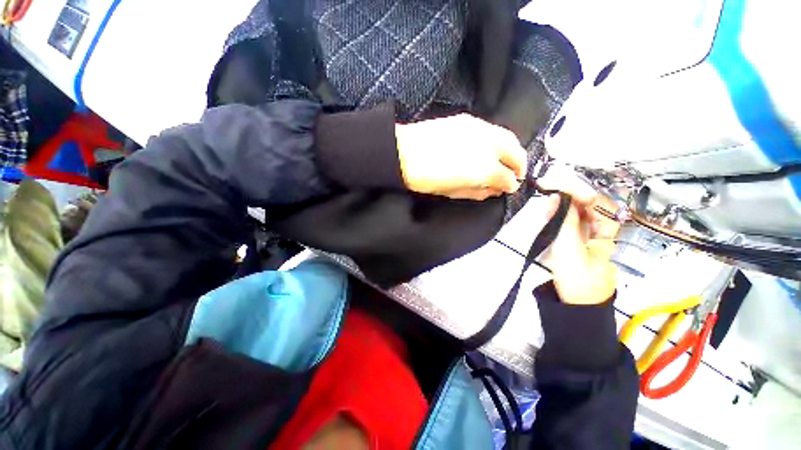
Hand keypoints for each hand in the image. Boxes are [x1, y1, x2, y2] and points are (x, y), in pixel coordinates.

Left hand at [395, 114, 526, 199]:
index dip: (510, 185)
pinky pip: (493, 130)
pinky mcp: (469, 120)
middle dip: (520, 166)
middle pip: (516, 153)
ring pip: (508, 138)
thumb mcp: (454, 193)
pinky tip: (491, 148)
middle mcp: (488, 146)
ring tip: (508, 162)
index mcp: (483, 169)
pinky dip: (498, 140)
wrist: (403, 153)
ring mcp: (480, 129)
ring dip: (512, 151)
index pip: (507, 177)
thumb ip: (479, 192)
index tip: (509, 188)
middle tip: (517, 174)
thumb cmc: (427, 179)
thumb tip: (495, 190)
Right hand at [538, 168, 620, 304]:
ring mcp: (588, 235)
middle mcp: (601, 230)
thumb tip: (559, 196)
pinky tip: (549, 211)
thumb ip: (565, 221)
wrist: (575, 305)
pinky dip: (559, 214)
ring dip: (562, 203)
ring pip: (578, 212)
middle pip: (588, 204)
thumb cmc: (577, 279)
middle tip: (548, 186)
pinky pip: (570, 222)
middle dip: (568, 194)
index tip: (558, 183)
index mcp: (608, 231)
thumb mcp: (570, 248)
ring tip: (546, 196)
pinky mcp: (576, 241)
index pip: (598, 202)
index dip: (579, 190)